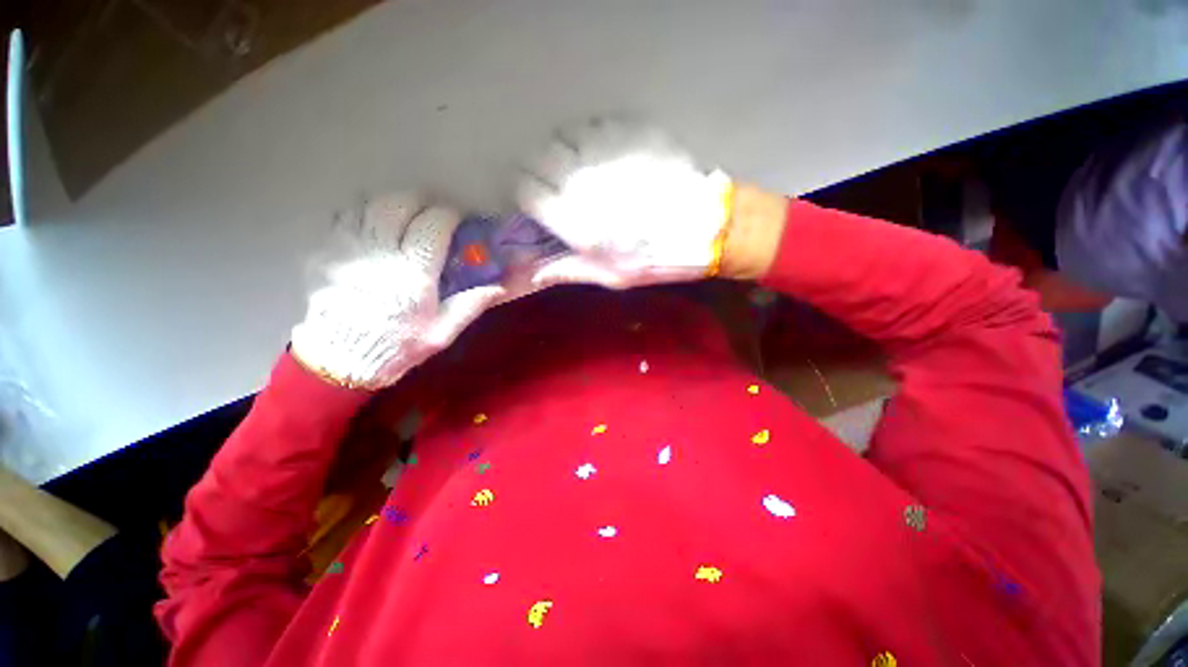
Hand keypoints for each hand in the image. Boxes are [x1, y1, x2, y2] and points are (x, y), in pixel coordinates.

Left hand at [290, 192, 505, 388]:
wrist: (340, 362)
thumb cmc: (398, 347)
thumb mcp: (442, 333)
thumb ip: (471, 305)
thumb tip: (500, 286)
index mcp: (412, 276)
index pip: (432, 225)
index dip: (448, 216)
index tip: (455, 220)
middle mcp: (378, 256)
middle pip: (398, 204)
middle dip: (420, 201)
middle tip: (431, 214)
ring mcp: (346, 251)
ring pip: (369, 205)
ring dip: (392, 205)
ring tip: (404, 218)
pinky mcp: (324, 253)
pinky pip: (344, 217)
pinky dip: (364, 214)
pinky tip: (374, 228)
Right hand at [517, 119, 732, 288]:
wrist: (704, 229)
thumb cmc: (655, 259)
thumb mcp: (611, 277)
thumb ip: (569, 270)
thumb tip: (533, 274)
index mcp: (576, 221)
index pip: (525, 188)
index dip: (526, 192)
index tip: (536, 200)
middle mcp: (585, 182)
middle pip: (540, 156)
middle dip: (541, 169)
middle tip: (557, 183)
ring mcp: (608, 154)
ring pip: (566, 136)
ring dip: (567, 152)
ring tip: (582, 169)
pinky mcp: (631, 136)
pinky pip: (596, 125)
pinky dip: (593, 139)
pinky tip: (606, 156)